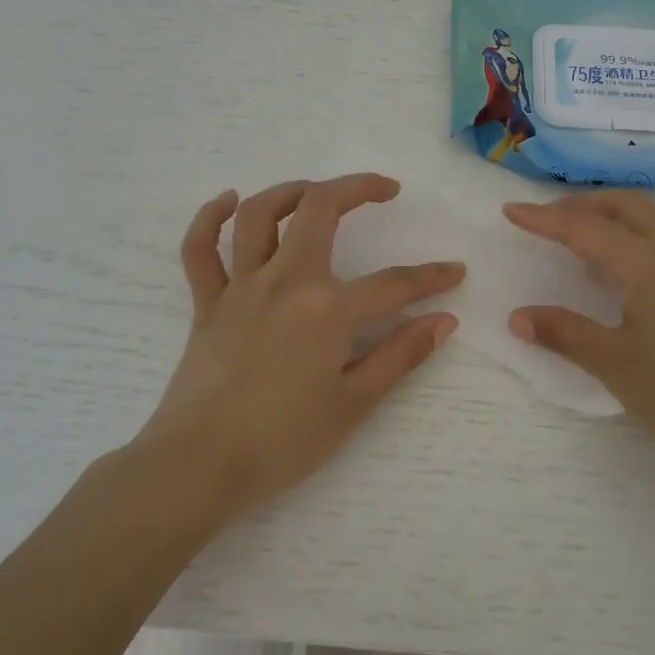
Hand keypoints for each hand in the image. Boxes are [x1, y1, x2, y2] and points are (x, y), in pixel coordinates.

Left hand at [138, 175, 463, 521]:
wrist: (199, 467)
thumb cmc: (283, 442)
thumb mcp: (354, 404)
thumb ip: (401, 356)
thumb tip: (444, 321)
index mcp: (327, 308)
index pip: (393, 284)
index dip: (430, 277)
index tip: (454, 272)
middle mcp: (284, 281)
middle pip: (320, 209)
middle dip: (358, 188)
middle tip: (385, 189)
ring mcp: (240, 287)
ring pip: (260, 215)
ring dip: (290, 191)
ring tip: (316, 191)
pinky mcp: (206, 303)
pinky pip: (200, 249)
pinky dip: (210, 218)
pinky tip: (229, 201)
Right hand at [503, 193, 654, 490]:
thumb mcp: (616, 365)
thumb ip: (565, 334)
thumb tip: (517, 317)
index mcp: (648, 262)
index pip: (584, 228)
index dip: (544, 218)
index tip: (511, 211)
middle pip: (627, 206)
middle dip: (585, 205)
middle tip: (551, 220)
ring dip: (624, 214)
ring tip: (599, 239)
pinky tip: (651, 268)